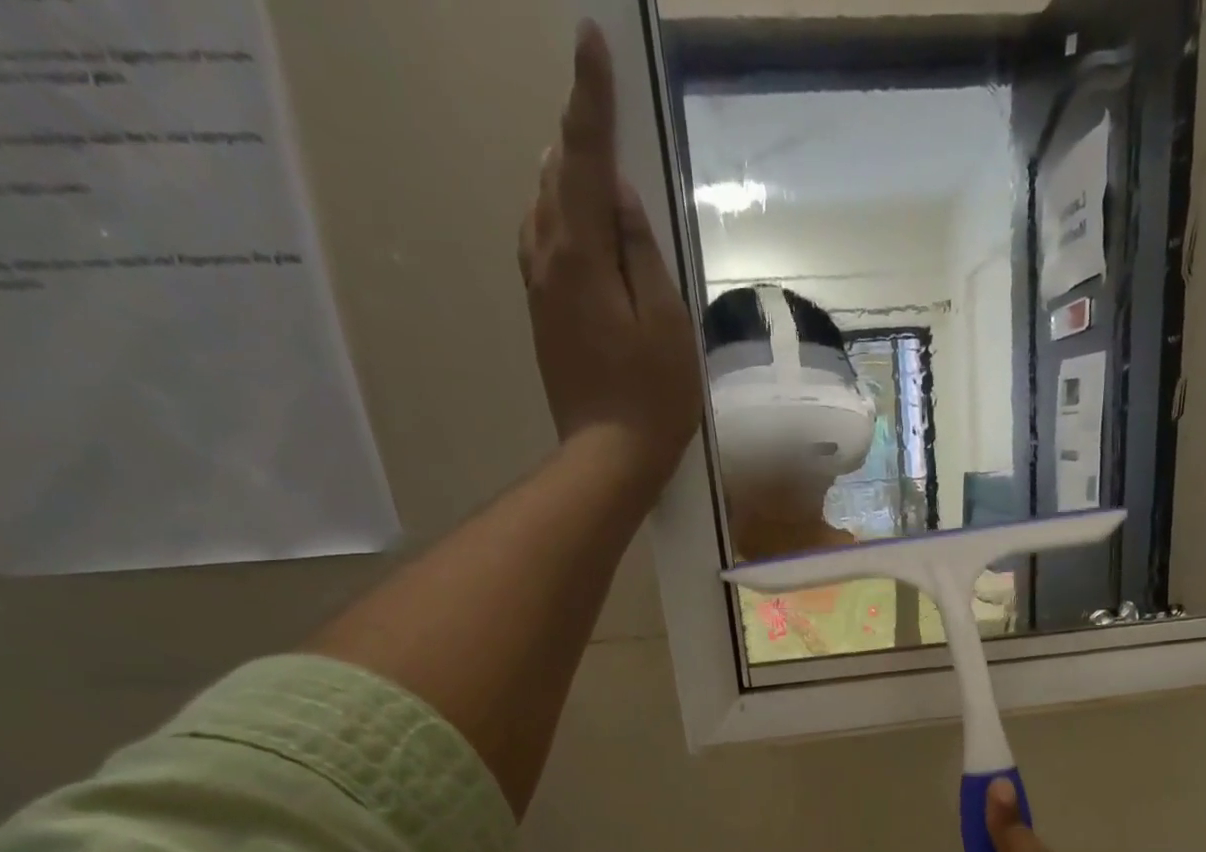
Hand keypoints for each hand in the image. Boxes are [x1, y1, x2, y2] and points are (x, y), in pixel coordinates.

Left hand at [519, 22, 702, 491]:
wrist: (608, 456)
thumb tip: (617, 196)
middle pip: (556, 177)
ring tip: (594, 165)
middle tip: (600, 107)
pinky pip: (543, 245)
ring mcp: (538, 290)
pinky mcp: (542, 316)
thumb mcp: (667, 323)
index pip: (584, 159)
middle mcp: (546, 259)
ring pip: (543, 209)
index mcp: (580, 255)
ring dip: (567, 178)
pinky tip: (578, 225)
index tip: (590, 40)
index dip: (590, 99)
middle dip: (577, 138)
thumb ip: (641, 253)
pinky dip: (560, 218)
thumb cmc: (652, 396)